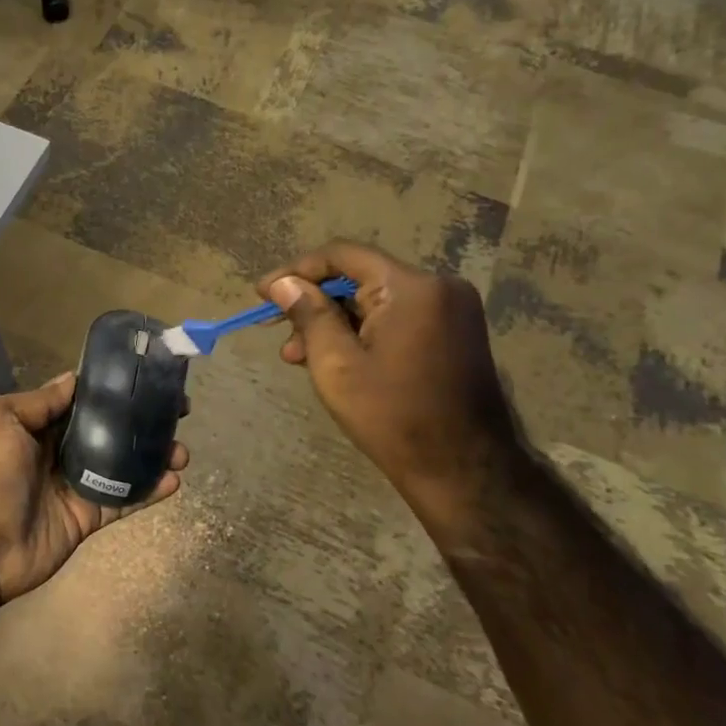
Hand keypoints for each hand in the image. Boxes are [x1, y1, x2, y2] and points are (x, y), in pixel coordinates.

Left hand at [0, 371, 187, 604]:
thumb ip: (39, 401)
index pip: (80, 401)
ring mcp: (74, 485)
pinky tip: (174, 480)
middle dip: (140, 419)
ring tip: (182, 449)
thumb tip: (73, 378)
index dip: (112, 390)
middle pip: (107, 429)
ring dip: (152, 454)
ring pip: (121, 464)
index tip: (146, 377)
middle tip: (178, 410)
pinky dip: (149, 491)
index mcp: (34, 425)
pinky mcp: (87, 517)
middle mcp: (56, 451)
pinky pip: (122, 500)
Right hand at [258, 241, 519, 508]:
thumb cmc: (392, 416)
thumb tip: (283, 283)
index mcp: (412, 288)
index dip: (297, 271)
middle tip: (281, 334)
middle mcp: (439, 286)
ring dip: (335, 322)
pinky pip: (396, 317)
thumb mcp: (336, 364)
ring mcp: (452, 309)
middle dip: (314, 303)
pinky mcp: (454, 332)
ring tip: (299, 357)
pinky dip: (363, 331)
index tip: (262, 293)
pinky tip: (336, 358)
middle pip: (360, 277)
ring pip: (376, 300)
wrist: (463, 470)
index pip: (342, 255)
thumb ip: (308, 314)